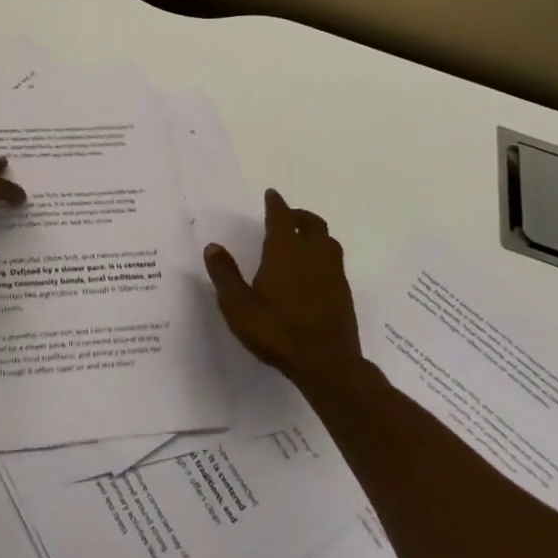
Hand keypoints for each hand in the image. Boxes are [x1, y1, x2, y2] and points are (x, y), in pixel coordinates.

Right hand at [204, 189, 363, 389]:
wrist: (325, 363)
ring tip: (302, 240)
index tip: (272, 194)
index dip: (276, 204)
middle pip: (312, 223)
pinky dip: (323, 255)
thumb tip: (214, 247)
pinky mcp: (343, 292)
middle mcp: (312, 254)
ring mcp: (332, 273)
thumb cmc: (276, 330)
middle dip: (299, 216)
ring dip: (315, 234)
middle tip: (287, 217)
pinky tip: (314, 271)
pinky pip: (335, 261)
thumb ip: (225, 274)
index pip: (281, 217)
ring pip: (328, 241)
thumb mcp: (238, 305)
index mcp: (285, 251)